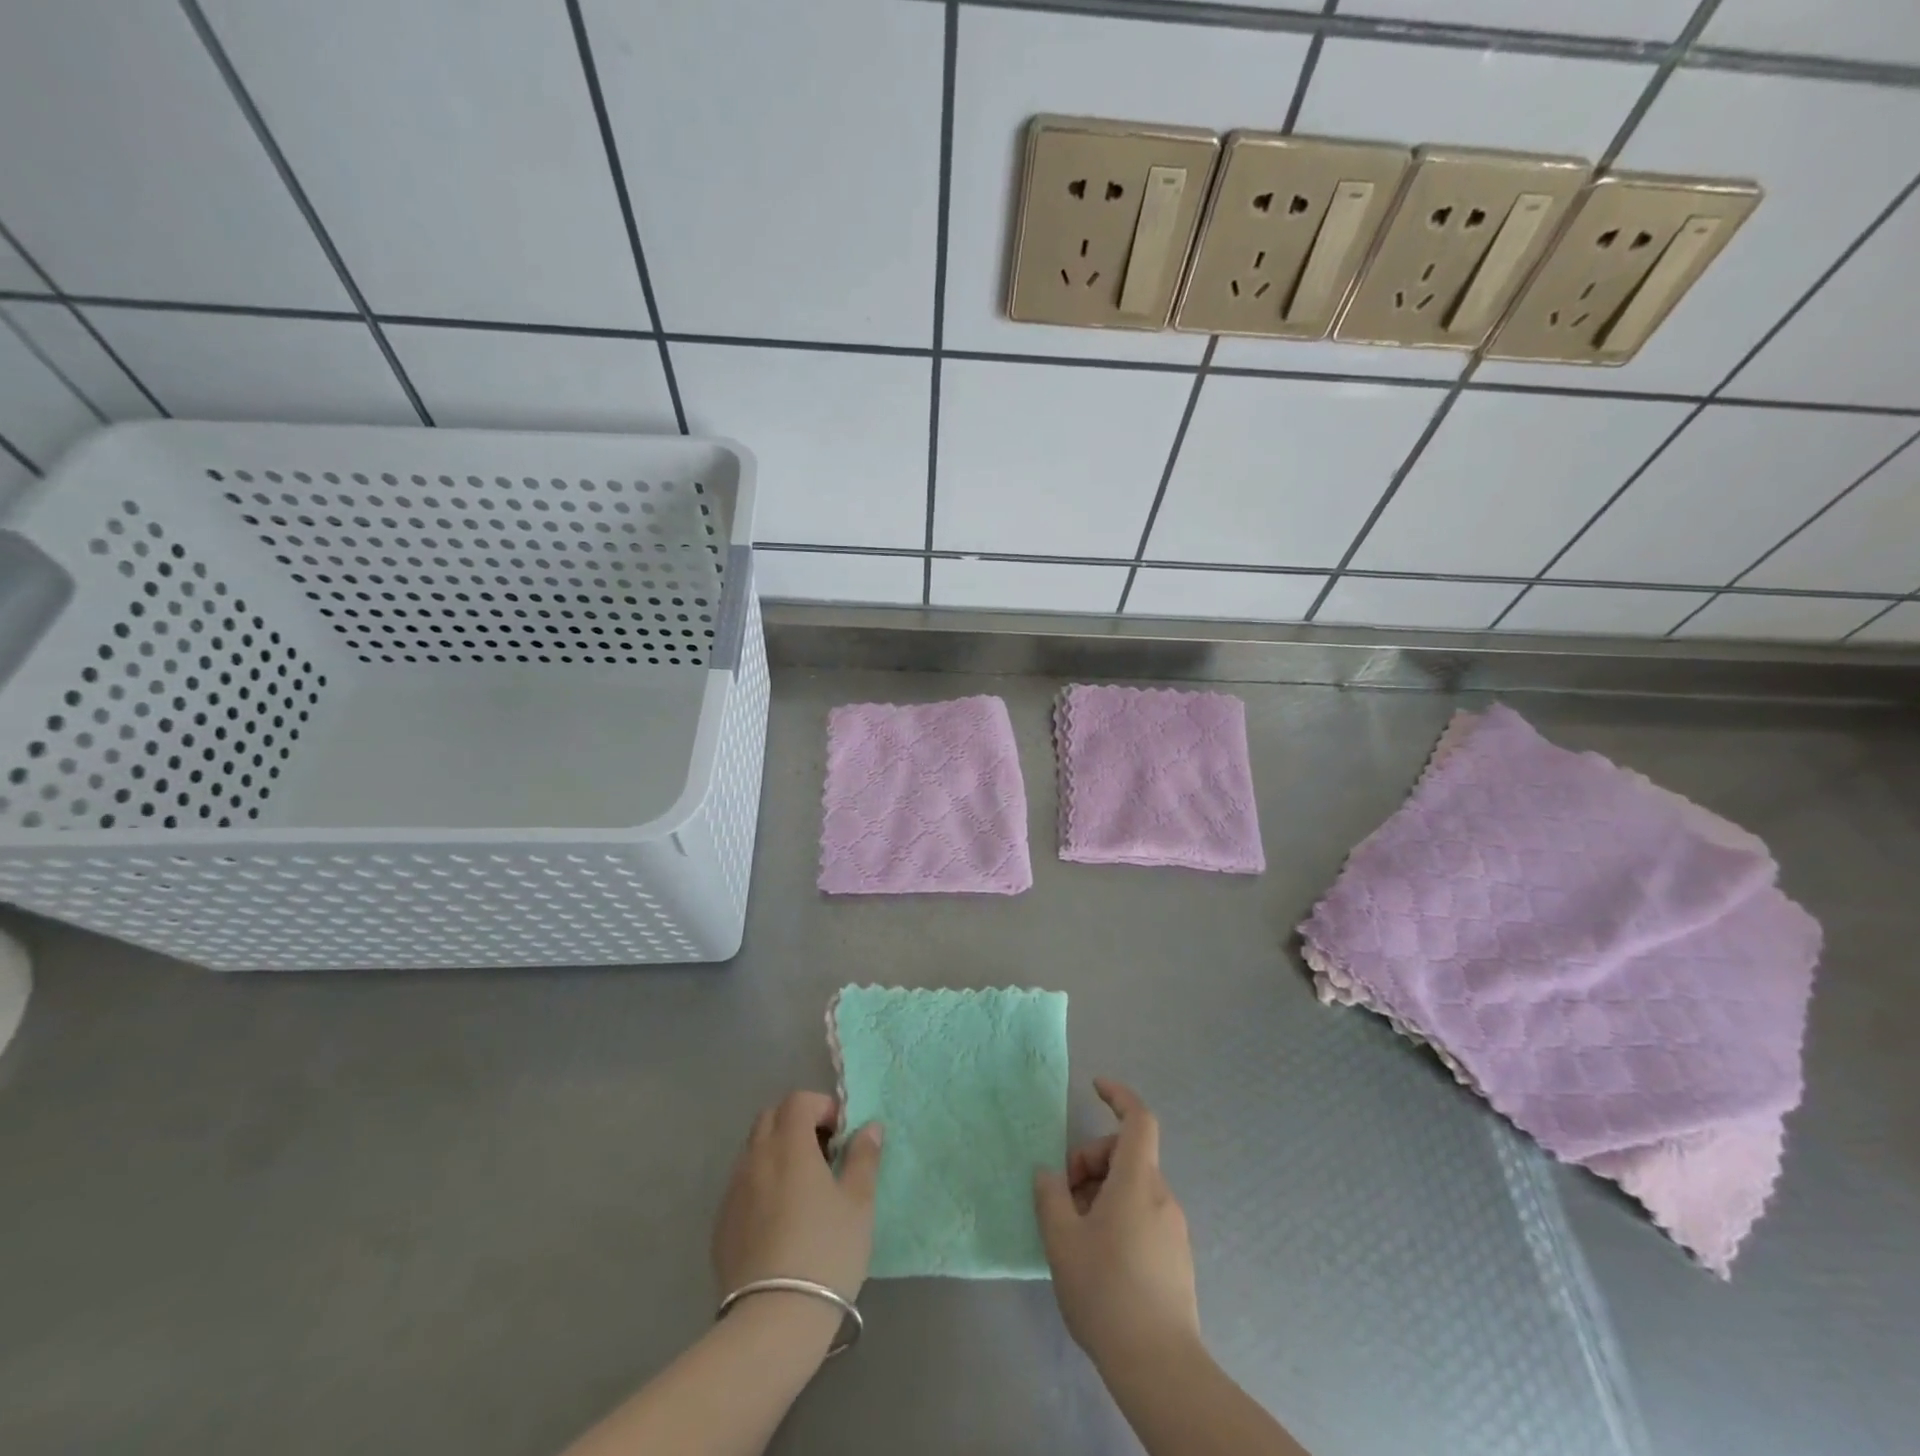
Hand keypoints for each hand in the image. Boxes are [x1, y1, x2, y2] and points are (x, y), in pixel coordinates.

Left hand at [712, 1091, 884, 1303]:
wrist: (773, 1321)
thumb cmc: (826, 1252)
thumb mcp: (858, 1203)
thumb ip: (864, 1158)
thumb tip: (869, 1126)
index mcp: (789, 1145)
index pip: (798, 1101)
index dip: (822, 1106)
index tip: (841, 1134)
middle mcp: (755, 1159)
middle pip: (770, 1118)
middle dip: (796, 1123)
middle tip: (822, 1154)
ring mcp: (733, 1192)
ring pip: (753, 1151)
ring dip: (777, 1153)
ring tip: (802, 1188)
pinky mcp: (721, 1226)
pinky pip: (741, 1186)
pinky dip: (761, 1184)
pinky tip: (779, 1220)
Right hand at [1034, 1078, 1200, 1370]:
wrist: (1160, 1367)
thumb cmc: (1106, 1292)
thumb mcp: (1062, 1240)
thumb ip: (1051, 1197)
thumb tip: (1049, 1174)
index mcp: (1138, 1182)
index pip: (1138, 1119)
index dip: (1119, 1095)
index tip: (1096, 1086)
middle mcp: (1162, 1197)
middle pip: (1127, 1155)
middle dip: (1091, 1162)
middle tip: (1064, 1196)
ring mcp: (1174, 1229)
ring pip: (1134, 1188)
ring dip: (1101, 1193)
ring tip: (1075, 1233)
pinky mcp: (1177, 1258)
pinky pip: (1144, 1215)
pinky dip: (1118, 1216)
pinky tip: (1098, 1257)